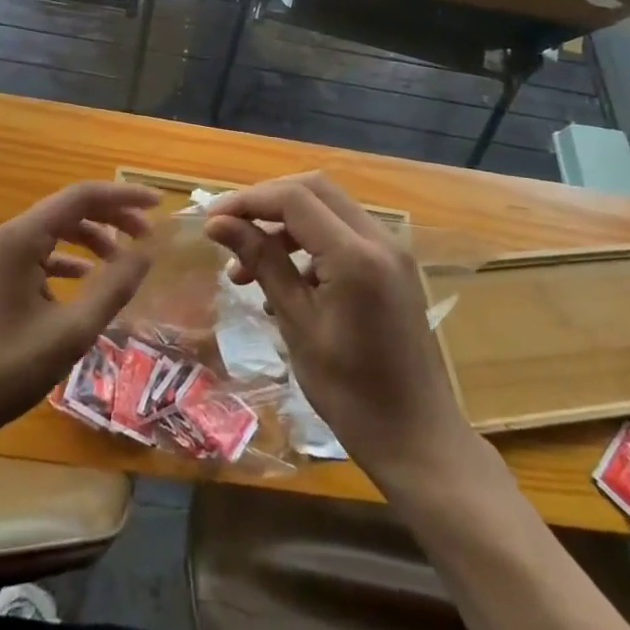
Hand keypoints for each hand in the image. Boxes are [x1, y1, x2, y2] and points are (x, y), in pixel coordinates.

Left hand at [0, 182, 157, 447]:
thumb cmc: (6, 370)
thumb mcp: (71, 332)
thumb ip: (113, 288)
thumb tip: (148, 253)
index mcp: (22, 238)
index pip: (82, 196)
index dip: (124, 196)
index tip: (159, 205)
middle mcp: (9, 237)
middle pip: (70, 209)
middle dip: (112, 217)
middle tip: (149, 235)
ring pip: (56, 231)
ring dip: (93, 238)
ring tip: (125, 260)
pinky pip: (41, 253)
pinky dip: (70, 259)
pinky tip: (88, 279)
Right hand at [204, 173, 471, 483]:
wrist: (419, 440)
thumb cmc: (351, 394)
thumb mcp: (298, 326)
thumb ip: (263, 264)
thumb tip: (218, 224)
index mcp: (355, 256)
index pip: (294, 198)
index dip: (248, 201)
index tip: (210, 221)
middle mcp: (379, 239)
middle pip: (314, 189)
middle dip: (267, 202)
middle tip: (229, 232)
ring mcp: (391, 250)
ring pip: (330, 207)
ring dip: (286, 223)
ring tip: (248, 269)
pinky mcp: (393, 266)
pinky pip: (345, 233)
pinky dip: (310, 241)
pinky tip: (287, 283)